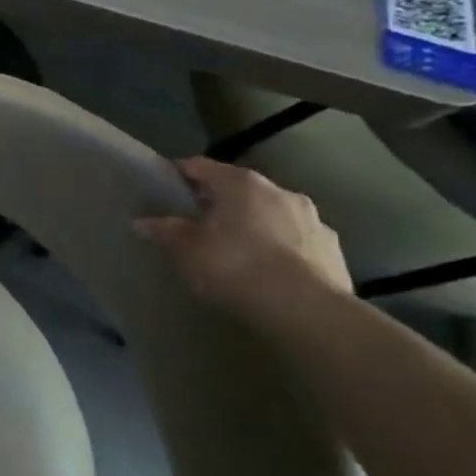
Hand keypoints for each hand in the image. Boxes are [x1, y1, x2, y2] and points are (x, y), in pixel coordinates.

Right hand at [135, 157, 351, 315]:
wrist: (306, 309)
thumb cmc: (236, 267)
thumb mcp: (187, 250)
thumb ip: (166, 231)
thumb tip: (143, 222)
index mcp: (240, 184)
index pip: (200, 166)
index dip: (179, 173)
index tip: (165, 187)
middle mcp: (279, 191)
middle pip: (239, 188)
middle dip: (219, 201)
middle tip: (197, 221)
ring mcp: (312, 219)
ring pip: (272, 212)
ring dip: (254, 222)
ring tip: (236, 247)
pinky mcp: (332, 248)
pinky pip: (296, 238)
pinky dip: (280, 245)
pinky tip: (269, 267)